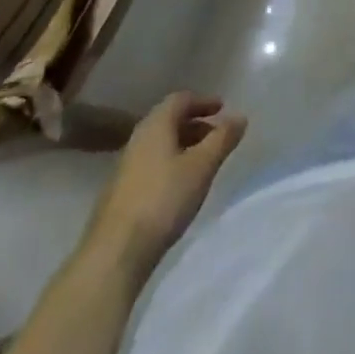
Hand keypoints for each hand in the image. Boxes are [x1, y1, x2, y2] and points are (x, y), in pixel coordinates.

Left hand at [86, 93, 247, 263]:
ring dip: (184, 146)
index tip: (222, 108)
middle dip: (195, 124)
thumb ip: (223, 138)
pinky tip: (182, 186)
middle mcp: (137, 139)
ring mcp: (126, 167)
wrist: (115, 253)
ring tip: (204, 162)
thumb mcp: (202, 166)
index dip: (203, 101)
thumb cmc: (163, 199)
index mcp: (155, 125)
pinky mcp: (122, 193)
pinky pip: (152, 165)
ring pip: (160, 145)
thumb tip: (240, 116)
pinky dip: (171, 164)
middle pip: (169, 121)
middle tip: (217, 136)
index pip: (180, 99)